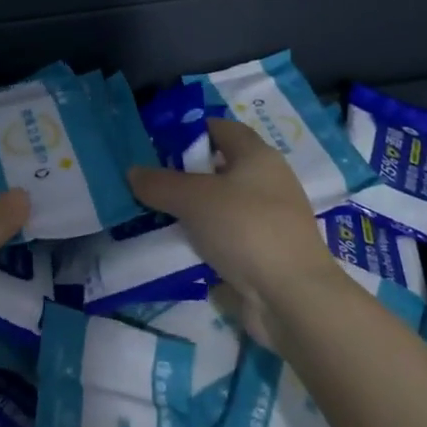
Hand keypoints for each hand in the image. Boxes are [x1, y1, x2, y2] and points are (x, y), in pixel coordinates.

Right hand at [128, 118, 332, 306]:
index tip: (157, 144)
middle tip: (149, 182)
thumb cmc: (245, 229)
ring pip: (221, 204)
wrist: (293, 298)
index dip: (189, 131)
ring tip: (155, 215)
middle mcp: (268, 181)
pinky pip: (227, 236)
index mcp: (258, 156)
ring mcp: (269, 219)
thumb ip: (160, 183)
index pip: (220, 128)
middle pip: (219, 167)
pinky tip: (179, 247)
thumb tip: (133, 172)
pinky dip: (204, 239)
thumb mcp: (193, 199)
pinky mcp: (266, 253)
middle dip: (184, 174)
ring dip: (192, 210)